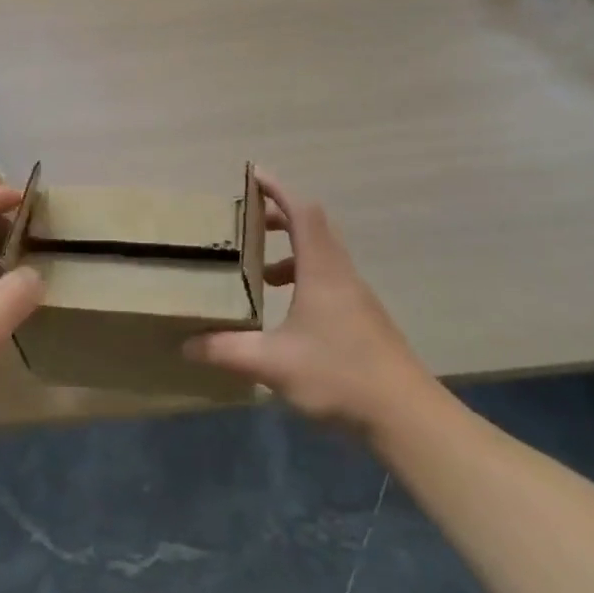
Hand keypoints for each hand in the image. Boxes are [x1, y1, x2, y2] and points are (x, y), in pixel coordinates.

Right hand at [186, 172, 435, 438]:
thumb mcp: (273, 363)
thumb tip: (185, 344)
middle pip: (312, 227)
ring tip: (260, 275)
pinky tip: (286, 314)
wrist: (408, 417)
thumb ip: (227, 350)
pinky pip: (328, 280)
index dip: (278, 188)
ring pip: (321, 256)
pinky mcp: (363, 319)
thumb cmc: (340, 375)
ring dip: (290, 253)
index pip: (302, 211)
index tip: (253, 175)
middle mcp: (341, 274)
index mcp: (322, 270)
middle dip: (278, 217)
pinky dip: (303, 279)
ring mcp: (356, 297)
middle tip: (246, 223)